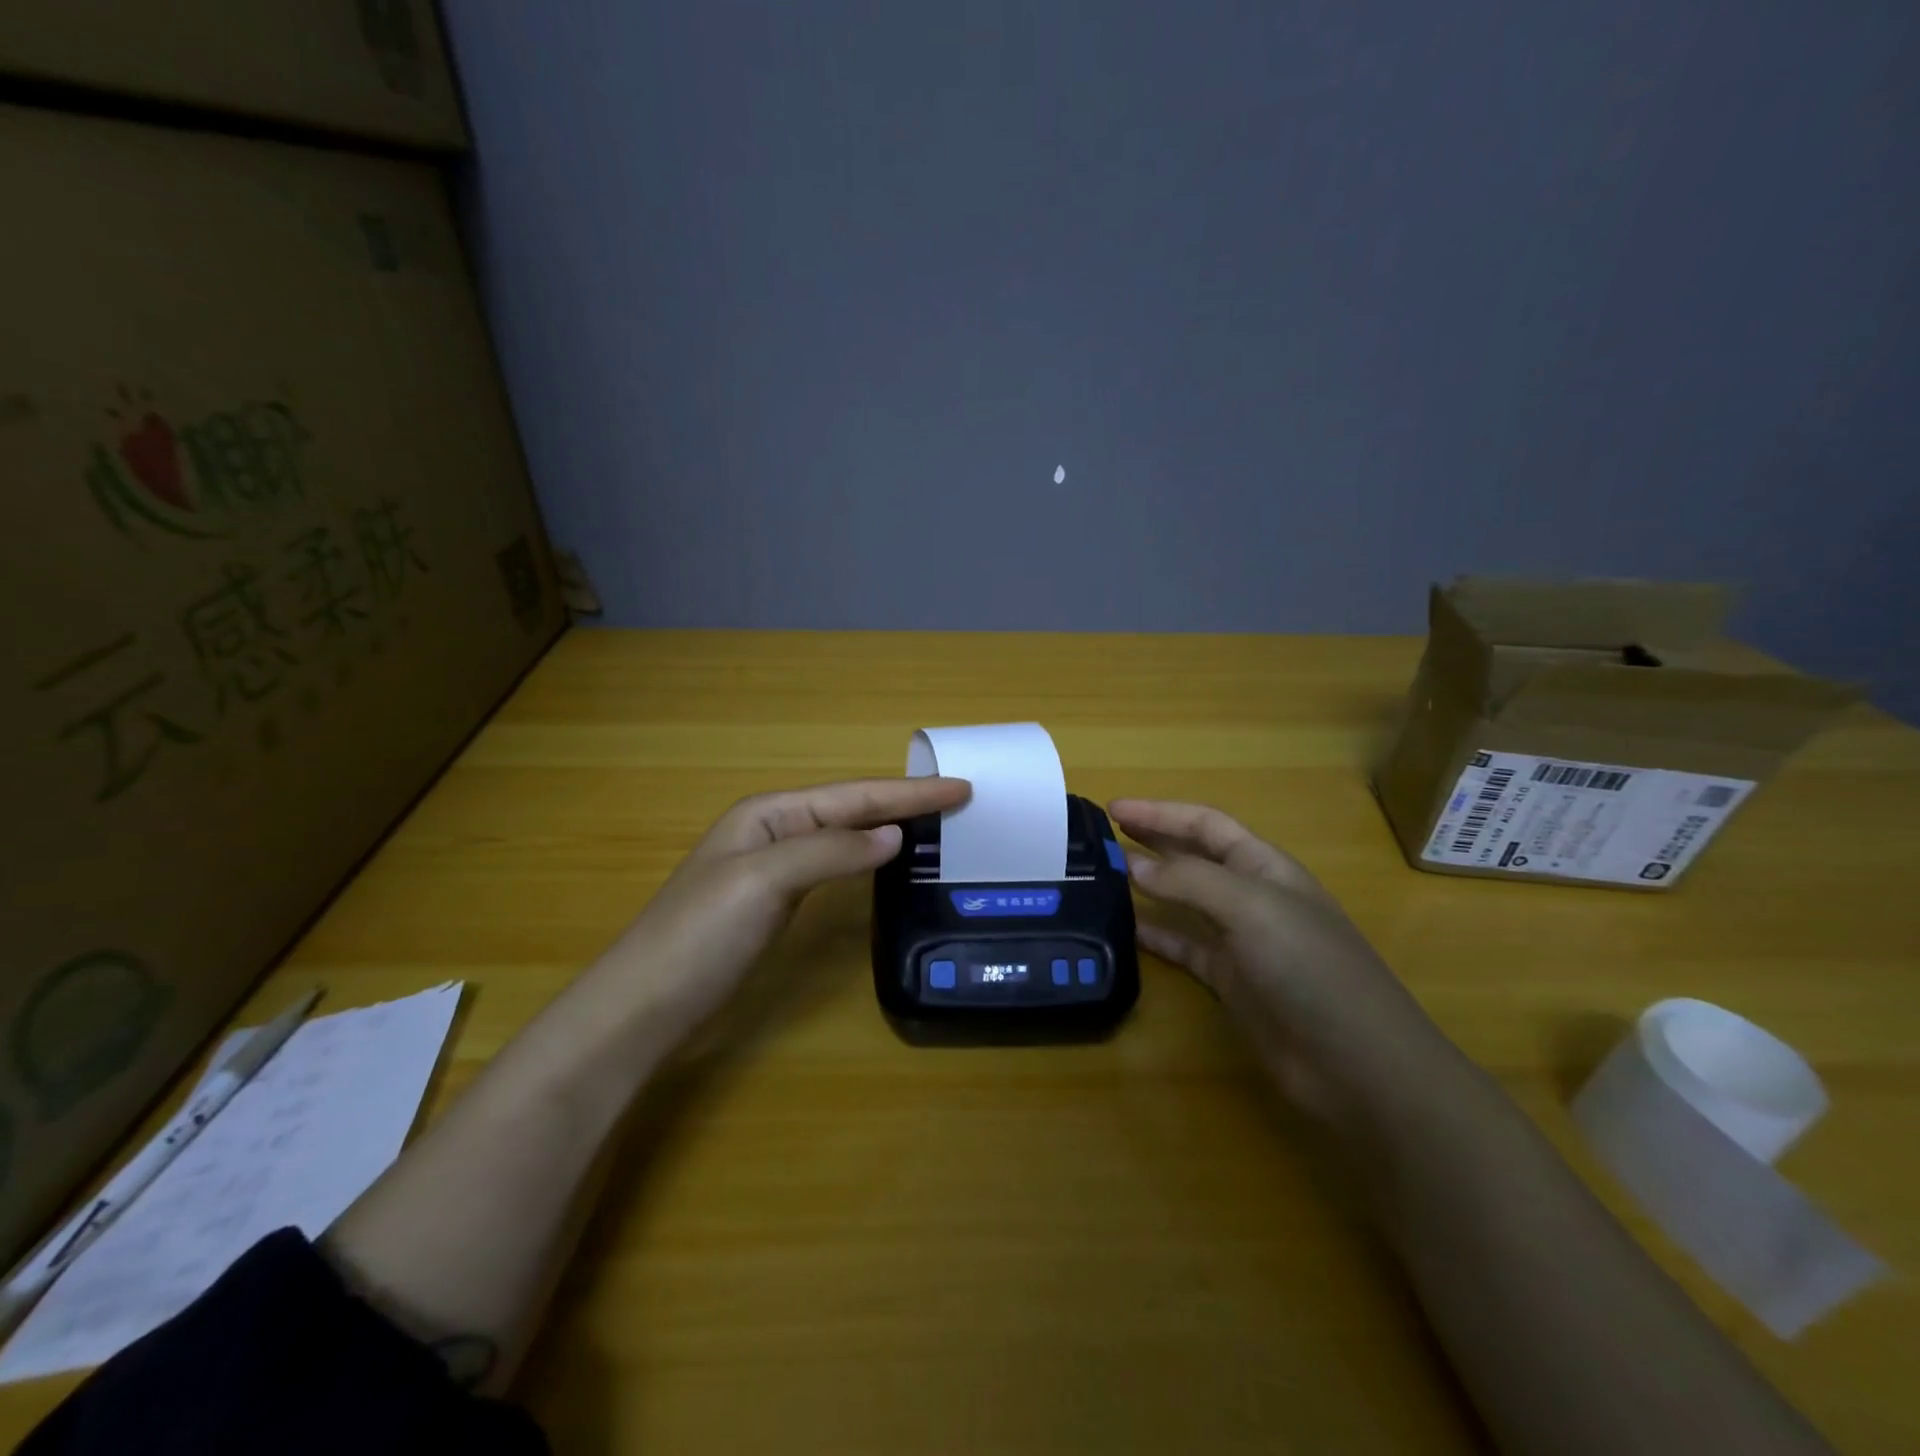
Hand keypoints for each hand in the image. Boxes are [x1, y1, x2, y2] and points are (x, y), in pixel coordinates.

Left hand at [592, 776, 970, 1047]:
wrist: (645, 1004)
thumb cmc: (700, 935)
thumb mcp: (764, 880)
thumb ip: (831, 851)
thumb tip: (893, 834)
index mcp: (770, 812)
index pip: (854, 796)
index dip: (909, 792)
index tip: (961, 787)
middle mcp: (775, 829)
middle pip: (852, 807)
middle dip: (904, 801)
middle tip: (959, 799)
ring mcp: (774, 866)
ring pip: (845, 834)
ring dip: (889, 824)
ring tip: (935, 823)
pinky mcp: (776, 900)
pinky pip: (835, 864)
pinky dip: (867, 857)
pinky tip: (885, 861)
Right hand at [1111, 799, 1454, 1124]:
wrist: (1357, 1064)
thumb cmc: (1309, 968)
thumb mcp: (1250, 908)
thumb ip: (1189, 881)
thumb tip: (1133, 865)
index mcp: (1264, 866)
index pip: (1204, 824)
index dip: (1160, 813)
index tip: (1113, 808)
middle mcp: (1251, 896)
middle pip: (1193, 857)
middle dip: (1152, 841)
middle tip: (1101, 837)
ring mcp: (1241, 940)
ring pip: (1184, 901)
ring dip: (1148, 886)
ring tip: (1103, 877)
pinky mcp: (1231, 981)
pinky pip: (1184, 946)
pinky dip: (1156, 935)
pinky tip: (1126, 930)